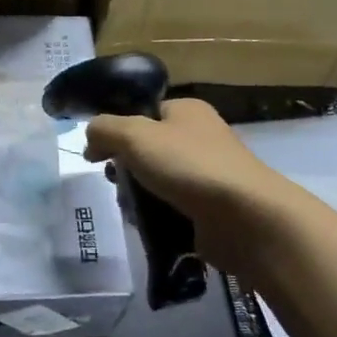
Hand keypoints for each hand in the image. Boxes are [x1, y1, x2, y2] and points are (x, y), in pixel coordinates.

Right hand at [84, 99, 303, 282]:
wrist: (245, 218)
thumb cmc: (188, 166)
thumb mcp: (134, 135)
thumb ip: (104, 129)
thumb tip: (91, 138)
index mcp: (187, 110)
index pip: (144, 113)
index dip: (116, 131)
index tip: (96, 154)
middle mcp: (200, 137)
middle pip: (147, 149)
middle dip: (125, 168)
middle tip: (115, 182)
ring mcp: (208, 174)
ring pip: (157, 181)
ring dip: (138, 195)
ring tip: (131, 209)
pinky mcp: (211, 208)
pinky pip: (173, 208)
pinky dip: (157, 216)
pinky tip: (148, 226)